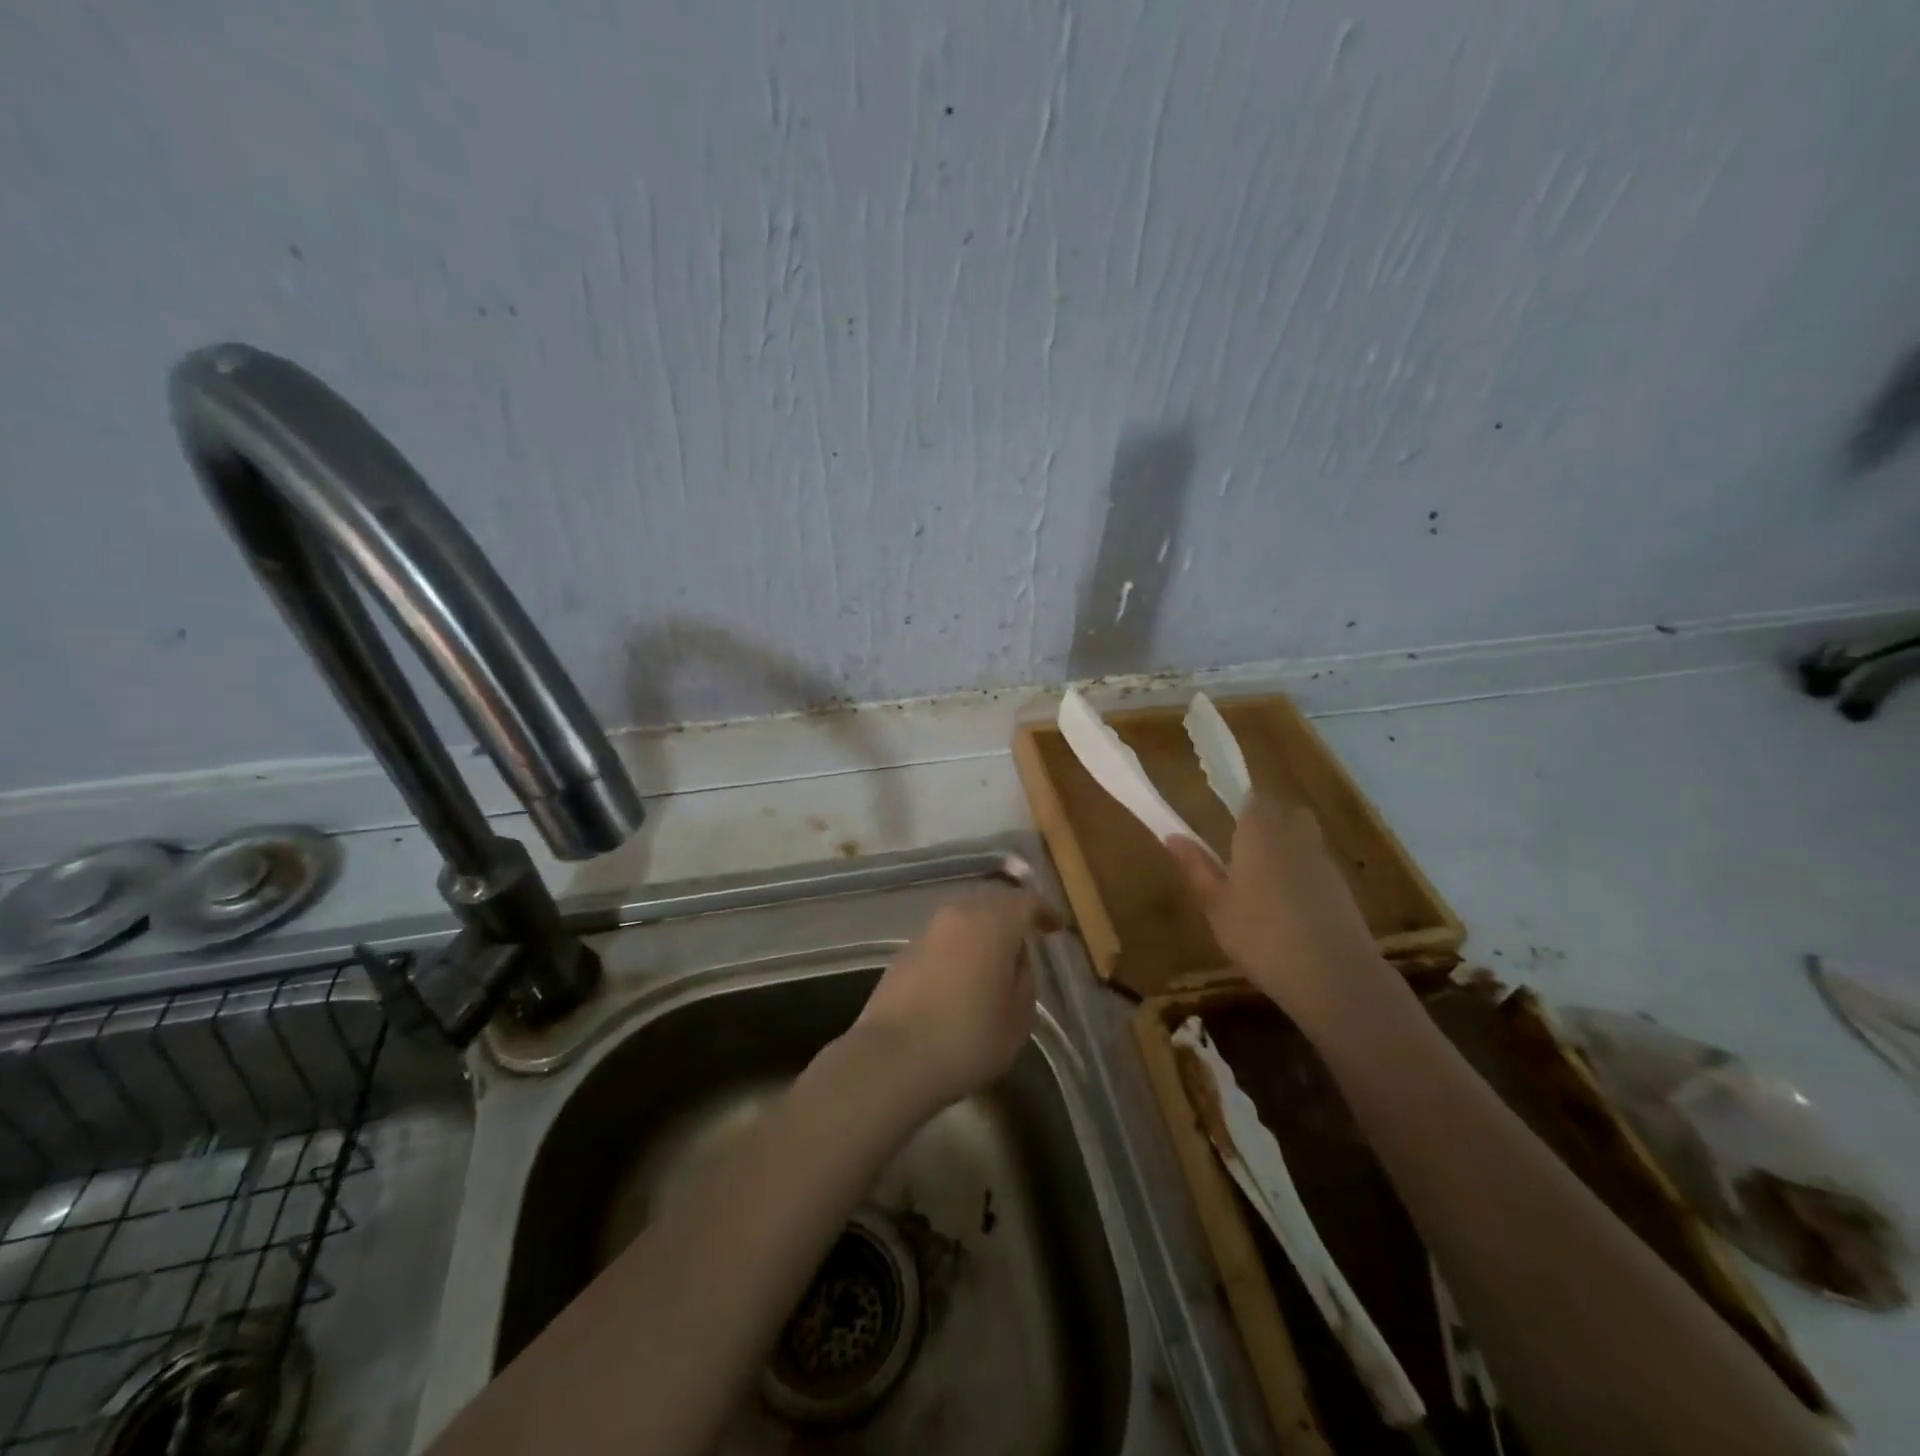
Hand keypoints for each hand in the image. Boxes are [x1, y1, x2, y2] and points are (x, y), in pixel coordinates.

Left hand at [850, 886, 1057, 1113]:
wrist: (893, 1058)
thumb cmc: (967, 1038)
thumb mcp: (1018, 1017)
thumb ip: (1024, 979)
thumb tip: (1015, 960)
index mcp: (992, 921)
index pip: (1026, 901)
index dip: (1044, 911)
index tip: (1056, 926)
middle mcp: (958, 913)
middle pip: (992, 901)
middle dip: (1012, 914)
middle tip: (1028, 936)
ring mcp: (927, 929)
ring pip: (965, 916)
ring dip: (984, 928)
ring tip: (997, 956)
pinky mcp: (905, 950)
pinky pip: (944, 936)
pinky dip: (960, 944)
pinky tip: (966, 971)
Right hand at [1164, 792, 1401, 1024]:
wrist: (1334, 976)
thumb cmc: (1261, 936)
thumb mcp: (1216, 905)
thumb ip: (1196, 867)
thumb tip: (1172, 836)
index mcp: (1259, 832)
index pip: (1253, 799)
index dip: (1240, 808)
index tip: (1224, 828)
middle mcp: (1295, 835)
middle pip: (1284, 812)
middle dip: (1266, 823)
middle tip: (1241, 853)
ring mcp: (1324, 861)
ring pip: (1303, 838)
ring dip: (1285, 849)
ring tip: (1262, 884)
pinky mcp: (1344, 887)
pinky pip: (1317, 865)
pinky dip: (1303, 875)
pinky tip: (1288, 909)